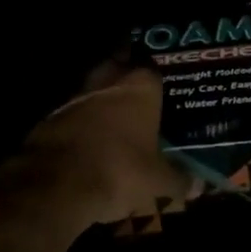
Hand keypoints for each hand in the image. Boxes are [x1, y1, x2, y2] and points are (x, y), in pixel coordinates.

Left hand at [8, 62, 189, 232]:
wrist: (56, 184)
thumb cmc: (119, 170)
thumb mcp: (158, 182)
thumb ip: (180, 179)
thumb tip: (200, 186)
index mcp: (140, 86)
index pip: (154, 66)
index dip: (160, 76)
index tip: (166, 85)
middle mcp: (108, 81)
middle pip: (118, 66)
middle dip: (126, 76)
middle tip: (140, 94)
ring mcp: (76, 97)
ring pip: (94, 89)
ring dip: (102, 100)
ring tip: (116, 120)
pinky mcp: (51, 117)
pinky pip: (74, 113)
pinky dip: (83, 123)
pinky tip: (91, 142)